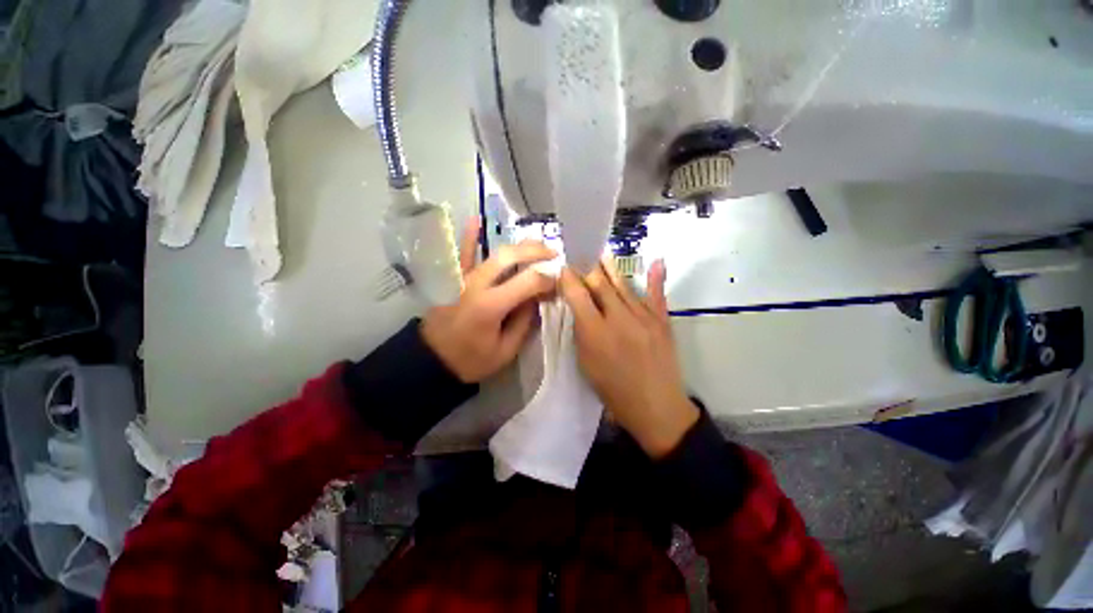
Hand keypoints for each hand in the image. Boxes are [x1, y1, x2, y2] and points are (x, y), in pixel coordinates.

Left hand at [422, 218, 556, 382]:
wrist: (431, 361)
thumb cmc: (470, 360)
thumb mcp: (505, 351)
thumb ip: (523, 323)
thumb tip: (536, 298)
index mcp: (491, 306)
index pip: (528, 282)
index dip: (548, 279)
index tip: (559, 282)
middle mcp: (477, 285)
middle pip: (510, 257)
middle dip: (536, 252)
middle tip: (554, 254)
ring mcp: (463, 279)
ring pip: (493, 252)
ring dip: (517, 245)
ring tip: (536, 243)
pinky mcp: (453, 279)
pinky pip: (461, 254)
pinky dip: (469, 237)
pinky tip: (476, 219)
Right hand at [559, 258, 698, 458]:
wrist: (656, 407)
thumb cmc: (614, 390)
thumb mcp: (586, 364)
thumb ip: (582, 332)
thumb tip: (580, 309)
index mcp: (596, 333)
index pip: (578, 295)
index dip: (568, 278)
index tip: (563, 268)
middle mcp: (619, 319)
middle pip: (600, 284)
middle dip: (587, 268)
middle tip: (580, 256)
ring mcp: (644, 317)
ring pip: (623, 285)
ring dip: (610, 267)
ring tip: (601, 252)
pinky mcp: (663, 321)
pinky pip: (657, 294)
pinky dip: (656, 277)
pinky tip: (656, 260)